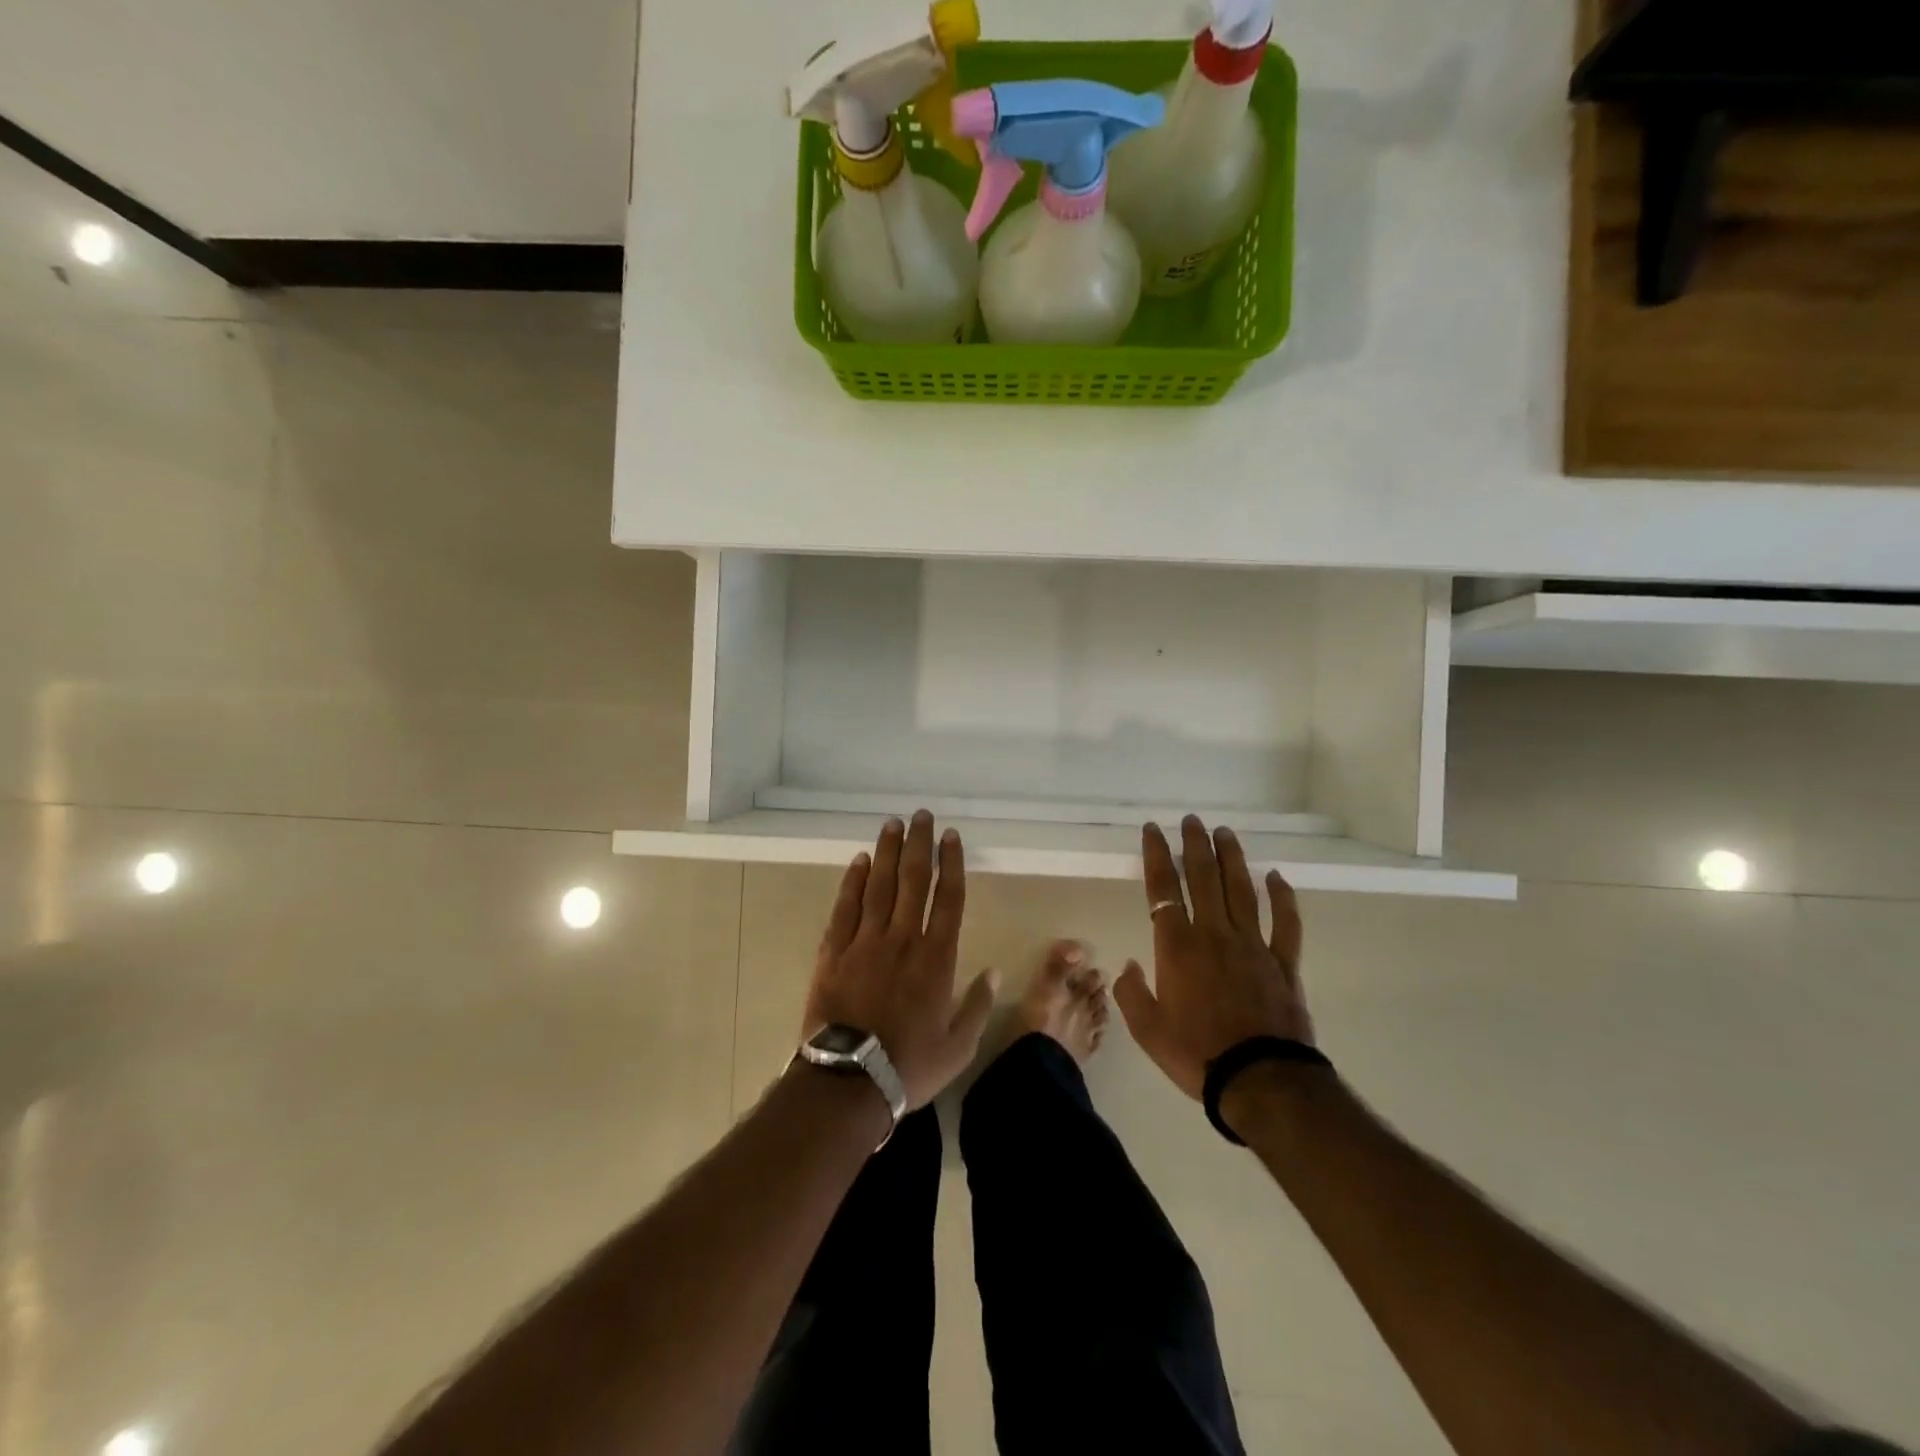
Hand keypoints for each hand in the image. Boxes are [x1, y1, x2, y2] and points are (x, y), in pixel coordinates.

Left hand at [801, 812, 997, 1110]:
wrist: (849, 1080)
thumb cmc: (910, 1064)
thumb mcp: (959, 1046)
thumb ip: (978, 1005)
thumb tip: (993, 971)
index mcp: (936, 958)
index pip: (948, 898)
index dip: (951, 863)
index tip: (951, 836)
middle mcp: (903, 939)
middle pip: (913, 880)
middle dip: (919, 844)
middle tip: (921, 816)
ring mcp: (866, 942)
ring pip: (879, 885)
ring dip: (887, 852)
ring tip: (892, 824)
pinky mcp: (834, 951)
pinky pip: (845, 907)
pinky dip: (853, 881)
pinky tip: (859, 861)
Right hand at [1113, 816, 1314, 1100]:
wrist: (1259, 1080)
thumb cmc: (1196, 1054)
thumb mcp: (1147, 1031)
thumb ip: (1131, 994)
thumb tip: (1127, 966)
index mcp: (1178, 947)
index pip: (1163, 889)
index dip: (1156, 856)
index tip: (1153, 830)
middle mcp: (1214, 934)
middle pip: (1203, 878)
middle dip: (1194, 845)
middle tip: (1192, 820)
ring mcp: (1252, 945)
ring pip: (1241, 890)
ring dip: (1232, 859)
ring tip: (1225, 833)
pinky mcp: (1283, 963)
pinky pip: (1285, 923)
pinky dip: (1283, 898)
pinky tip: (1277, 877)